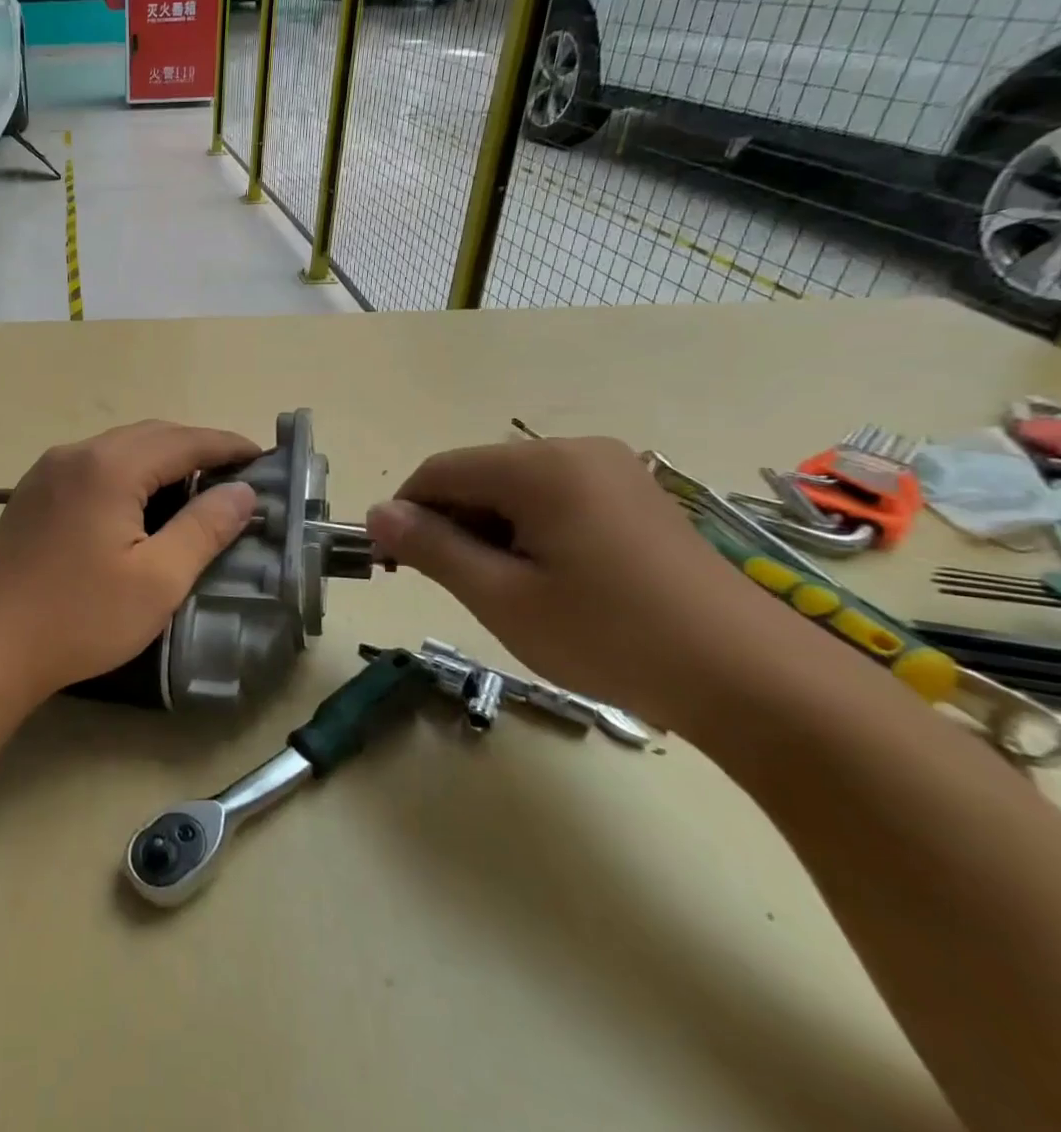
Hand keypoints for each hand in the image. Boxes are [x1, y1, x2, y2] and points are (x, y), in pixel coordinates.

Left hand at [0, 421, 259, 704]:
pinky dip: (127, 471)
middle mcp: (76, 454)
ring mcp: (47, 471)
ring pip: (118, 447)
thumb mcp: (158, 580)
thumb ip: (204, 528)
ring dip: (160, 458)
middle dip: (195, 447)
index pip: (183, 441)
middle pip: (149, 435)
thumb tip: (243, 492)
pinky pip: (92, 464)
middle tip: (233, 475)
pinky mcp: (32, 493)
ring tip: (193, 487)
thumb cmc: (80, 617)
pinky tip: (137, 502)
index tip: (263, 457)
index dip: (227, 446)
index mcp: (110, 467)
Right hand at [365, 437, 803, 732]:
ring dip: (488, 532)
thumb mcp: (502, 597)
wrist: (754, 681)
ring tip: (504, 591)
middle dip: (450, 525)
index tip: (391, 565)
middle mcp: (577, 451)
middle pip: (478, 476)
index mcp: (542, 466)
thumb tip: (376, 515)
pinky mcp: (636, 498)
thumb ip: (432, 548)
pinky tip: (546, 580)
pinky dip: (528, 532)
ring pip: (514, 490)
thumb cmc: (611, 636)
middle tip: (452, 587)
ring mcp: (613, 471)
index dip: (405, 513)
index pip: (440, 471)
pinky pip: (554, 500)